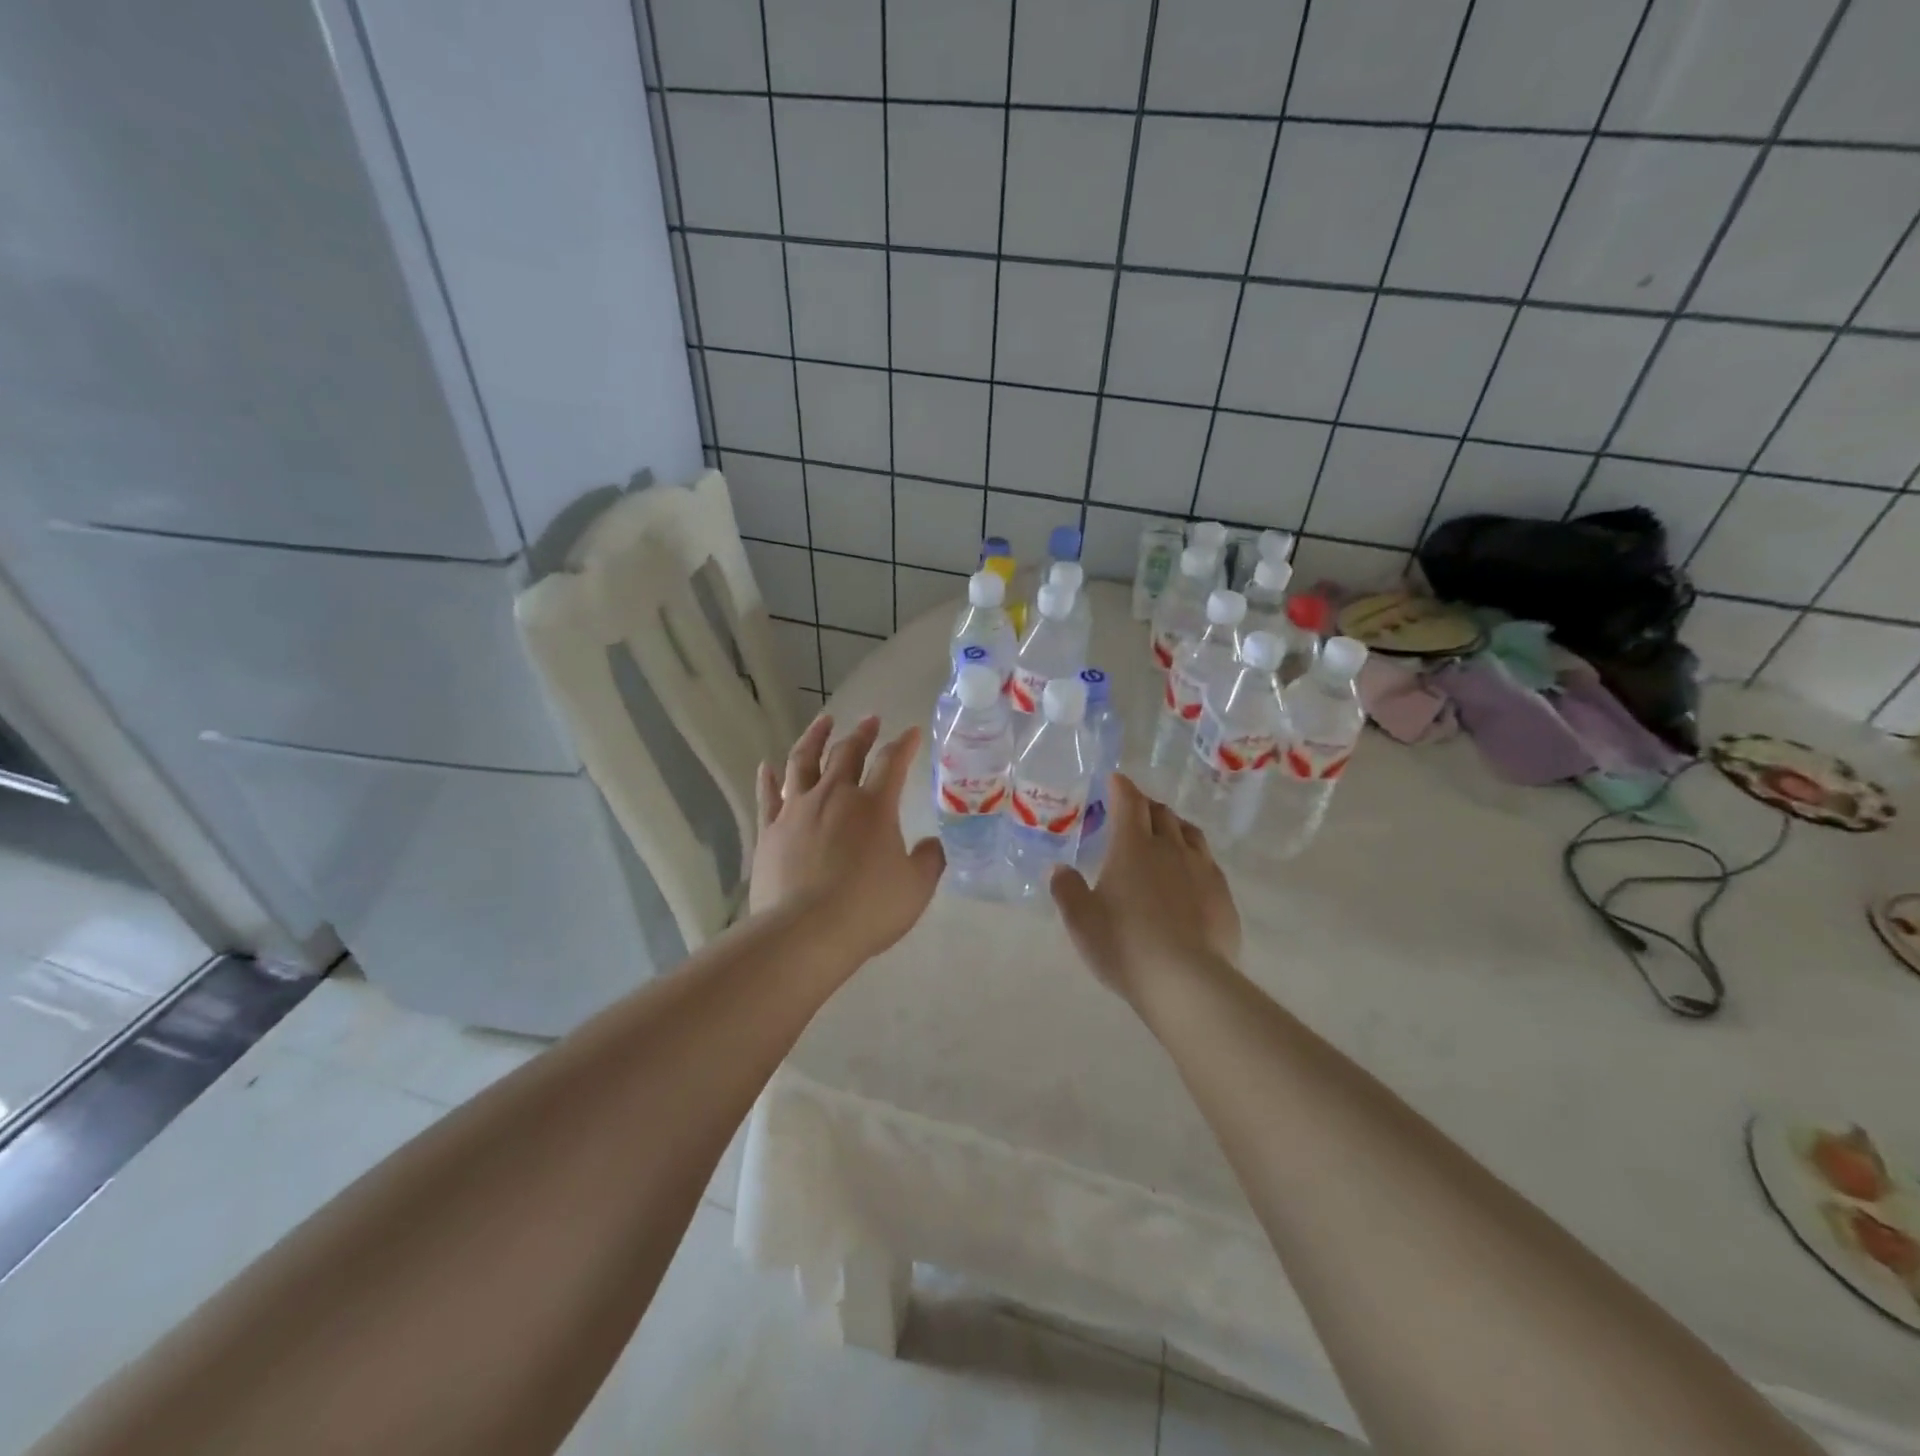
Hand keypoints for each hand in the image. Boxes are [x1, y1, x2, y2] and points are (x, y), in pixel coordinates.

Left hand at [751, 713, 944, 966]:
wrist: (804, 932)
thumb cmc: (868, 909)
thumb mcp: (915, 888)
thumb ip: (929, 861)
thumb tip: (932, 845)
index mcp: (874, 806)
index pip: (893, 762)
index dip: (905, 744)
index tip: (913, 732)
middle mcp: (835, 796)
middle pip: (848, 752)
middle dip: (862, 733)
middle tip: (870, 720)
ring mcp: (797, 810)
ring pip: (804, 761)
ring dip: (815, 737)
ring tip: (823, 721)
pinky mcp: (770, 830)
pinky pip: (768, 795)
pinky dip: (769, 778)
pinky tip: (768, 766)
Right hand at [1049, 775, 1240, 1003]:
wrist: (1186, 981)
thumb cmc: (1124, 945)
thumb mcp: (1081, 921)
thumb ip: (1067, 890)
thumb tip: (1060, 869)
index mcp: (1132, 847)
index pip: (1129, 803)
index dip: (1122, 787)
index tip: (1115, 779)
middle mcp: (1170, 848)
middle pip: (1161, 813)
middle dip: (1146, 805)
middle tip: (1134, 810)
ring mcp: (1201, 870)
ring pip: (1189, 833)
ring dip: (1173, 826)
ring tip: (1164, 834)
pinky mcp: (1222, 894)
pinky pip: (1207, 862)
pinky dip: (1193, 856)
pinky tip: (1188, 874)